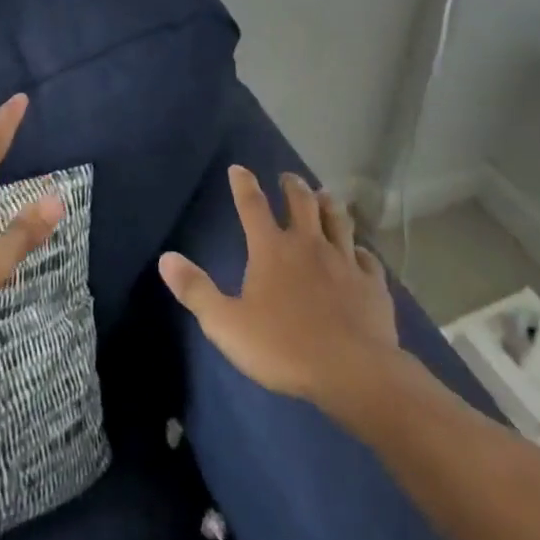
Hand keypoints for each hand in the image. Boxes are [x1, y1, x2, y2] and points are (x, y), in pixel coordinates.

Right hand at [159, 168, 401, 415]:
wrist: (354, 371)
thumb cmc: (284, 347)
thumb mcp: (226, 324)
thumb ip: (196, 290)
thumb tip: (166, 258)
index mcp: (272, 249)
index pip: (252, 205)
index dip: (243, 184)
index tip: (239, 168)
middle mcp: (308, 244)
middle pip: (301, 203)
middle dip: (292, 186)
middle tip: (288, 178)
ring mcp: (344, 261)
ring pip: (338, 221)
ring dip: (329, 205)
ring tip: (325, 196)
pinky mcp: (372, 284)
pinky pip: (367, 258)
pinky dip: (360, 249)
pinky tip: (360, 251)